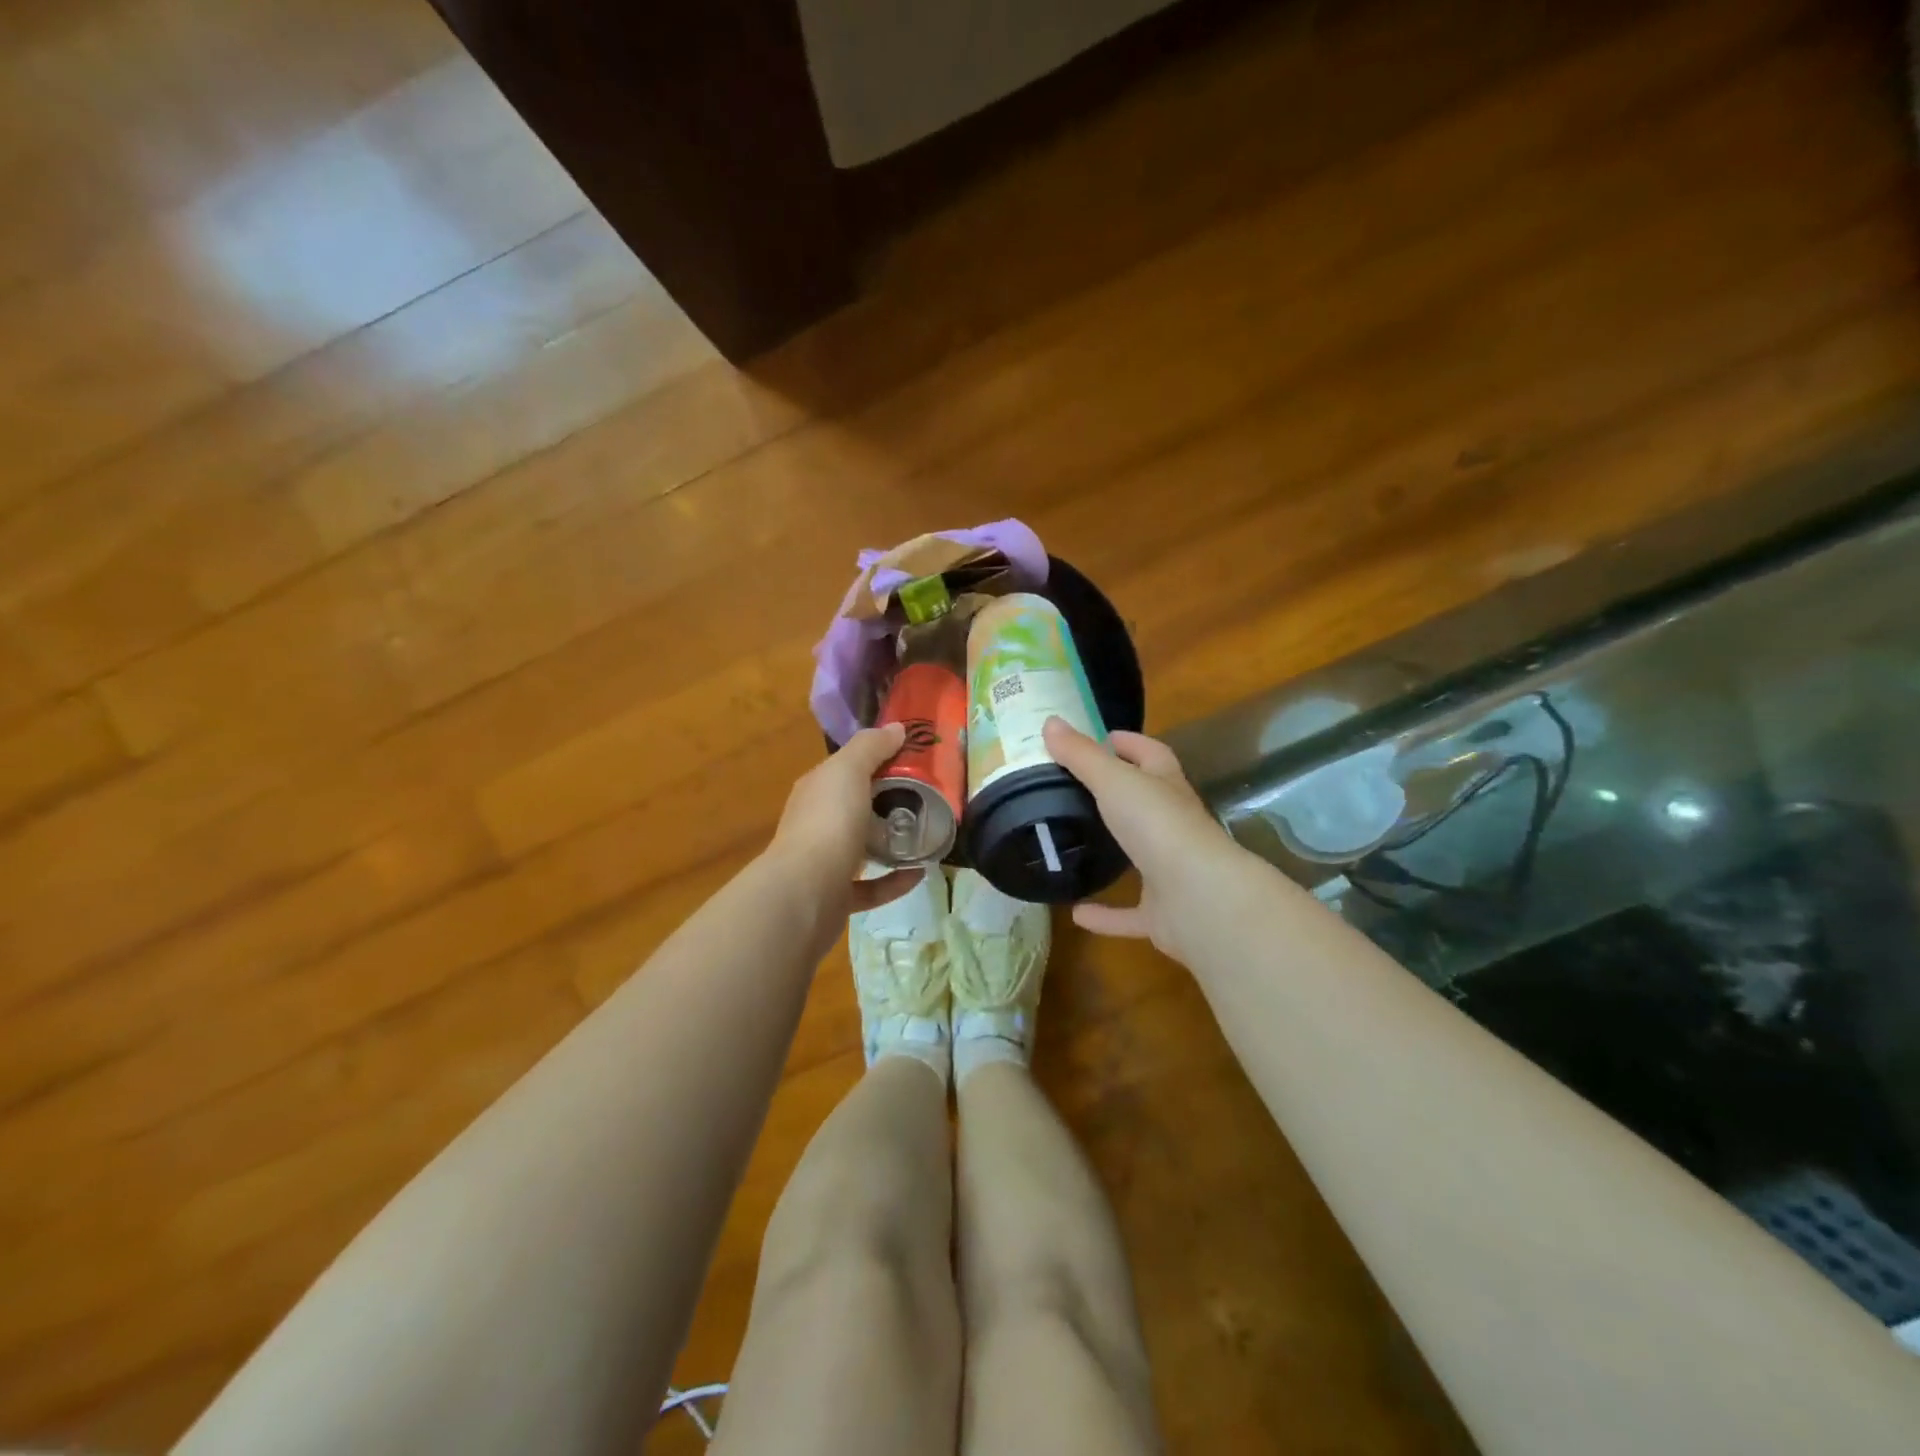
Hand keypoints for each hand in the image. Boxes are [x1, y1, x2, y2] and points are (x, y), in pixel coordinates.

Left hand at [768, 724, 921, 913]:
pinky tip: (919, 874)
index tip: (914, 759)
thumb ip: (871, 747)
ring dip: (890, 843)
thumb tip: (896, 728)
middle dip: (886, 802)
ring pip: (860, 848)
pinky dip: (895, 880)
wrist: (805, 894)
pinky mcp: (837, 898)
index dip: (876, 759)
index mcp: (817, 790)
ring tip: (925, 834)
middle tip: (926, 797)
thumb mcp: (849, 771)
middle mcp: (816, 823)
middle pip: (854, 807)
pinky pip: (871, 887)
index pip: (846, 768)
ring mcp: (824, 863)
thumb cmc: (828, 823)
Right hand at [1042, 717, 1243, 962]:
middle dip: (1118, 795)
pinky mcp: (1162, 912)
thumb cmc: (1157, 825)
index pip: (1151, 754)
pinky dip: (1105, 914)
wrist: (1197, 896)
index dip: (1129, 743)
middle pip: (1146, 803)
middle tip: (1073, 789)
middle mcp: (1172, 825)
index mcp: (1166, 787)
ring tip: (1074, 846)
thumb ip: (1081, 755)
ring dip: (1114, 852)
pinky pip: (1129, 913)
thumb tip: (1050, 721)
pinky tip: (1074, 912)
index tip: (1101, 738)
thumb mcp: (1113, 780)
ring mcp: (1170, 871)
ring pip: (1140, 857)